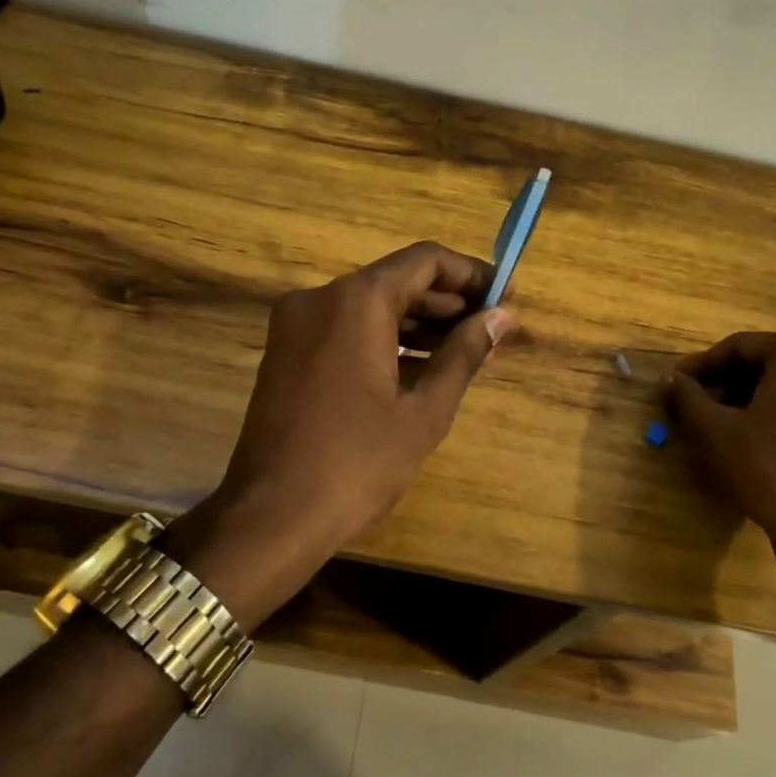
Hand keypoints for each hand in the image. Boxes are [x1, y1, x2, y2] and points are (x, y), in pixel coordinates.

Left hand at [167, 242, 516, 628]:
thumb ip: (464, 354)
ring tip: (464, 348)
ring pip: (369, 305)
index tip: (505, 295)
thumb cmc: (357, 462)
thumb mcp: (423, 411)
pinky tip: (419, 365)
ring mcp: (296, 324)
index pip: (425, 261)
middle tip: (491, 327)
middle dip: (447, 301)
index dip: (471, 274)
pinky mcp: (285, 351)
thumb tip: (501, 317)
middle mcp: (320, 297)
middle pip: (396, 280)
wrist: (271, 515)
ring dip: (417, 321)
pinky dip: (383, 338)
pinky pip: (344, 328)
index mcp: (356, 300)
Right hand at [665, 332, 775, 569]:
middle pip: (771, 363)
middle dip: (730, 382)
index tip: (677, 383)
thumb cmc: (770, 470)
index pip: (740, 347)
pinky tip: (765, 440)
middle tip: (698, 405)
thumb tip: (669, 379)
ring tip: (726, 424)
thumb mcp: (717, 431)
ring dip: (757, 398)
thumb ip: (688, 397)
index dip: (702, 365)